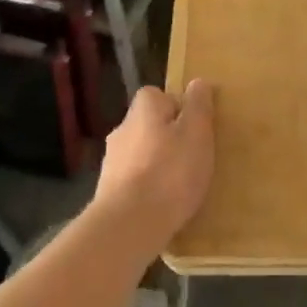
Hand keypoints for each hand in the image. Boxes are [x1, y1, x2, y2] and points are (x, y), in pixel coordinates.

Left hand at [93, 80, 215, 246]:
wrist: (130, 224)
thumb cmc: (171, 172)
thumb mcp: (197, 133)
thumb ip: (198, 106)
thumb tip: (197, 82)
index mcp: (143, 110)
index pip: (158, 95)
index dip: (178, 108)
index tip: (195, 128)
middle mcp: (122, 129)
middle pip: (148, 125)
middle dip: (167, 137)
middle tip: (192, 156)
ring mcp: (111, 162)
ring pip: (140, 153)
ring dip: (156, 163)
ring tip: (180, 184)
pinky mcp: (107, 191)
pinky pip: (133, 180)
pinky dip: (147, 187)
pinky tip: (162, 203)